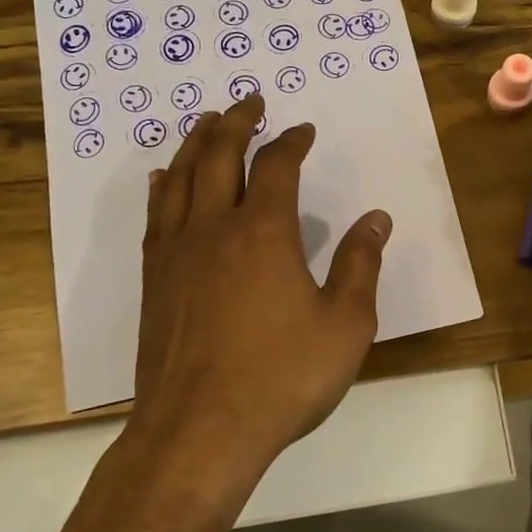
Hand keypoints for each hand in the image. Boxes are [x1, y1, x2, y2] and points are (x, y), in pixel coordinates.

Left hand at [132, 94, 390, 473]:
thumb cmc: (281, 378)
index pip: (277, 166)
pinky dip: (164, 186)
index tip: (303, 130)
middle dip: (236, 122)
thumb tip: (376, 219)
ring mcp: (176, 253)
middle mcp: (213, 229)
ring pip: (180, 178)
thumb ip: (360, 266)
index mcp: (264, 233)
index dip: (291, 141)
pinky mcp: (154, 280)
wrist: (199, 431)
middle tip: (249, 101)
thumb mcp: (344, 325)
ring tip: (206, 122)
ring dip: (196, 143)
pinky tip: (164, 179)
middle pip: (219, 156)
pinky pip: (156, 214)